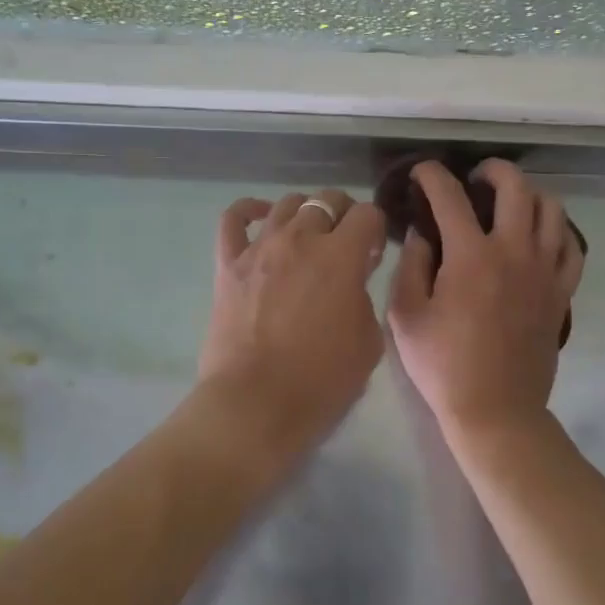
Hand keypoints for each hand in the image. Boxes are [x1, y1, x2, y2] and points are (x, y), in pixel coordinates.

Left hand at [199, 189, 387, 455]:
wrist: (257, 404)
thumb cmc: (322, 380)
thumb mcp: (369, 341)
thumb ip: (364, 297)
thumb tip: (352, 281)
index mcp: (341, 255)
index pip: (368, 214)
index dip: (376, 230)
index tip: (373, 254)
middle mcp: (301, 238)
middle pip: (327, 200)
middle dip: (344, 215)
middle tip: (345, 244)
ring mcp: (261, 247)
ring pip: (287, 203)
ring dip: (306, 213)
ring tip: (309, 235)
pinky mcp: (229, 263)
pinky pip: (234, 219)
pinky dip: (250, 210)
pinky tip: (263, 216)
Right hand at [388, 160, 585, 446]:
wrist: (496, 411)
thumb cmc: (443, 365)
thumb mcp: (406, 316)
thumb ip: (412, 265)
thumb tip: (423, 233)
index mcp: (471, 256)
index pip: (450, 196)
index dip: (432, 175)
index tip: (422, 172)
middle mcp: (514, 252)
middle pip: (516, 187)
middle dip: (493, 170)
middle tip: (476, 178)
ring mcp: (544, 271)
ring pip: (552, 209)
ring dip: (529, 195)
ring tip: (510, 203)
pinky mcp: (561, 292)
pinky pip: (572, 247)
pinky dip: (558, 231)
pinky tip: (540, 236)